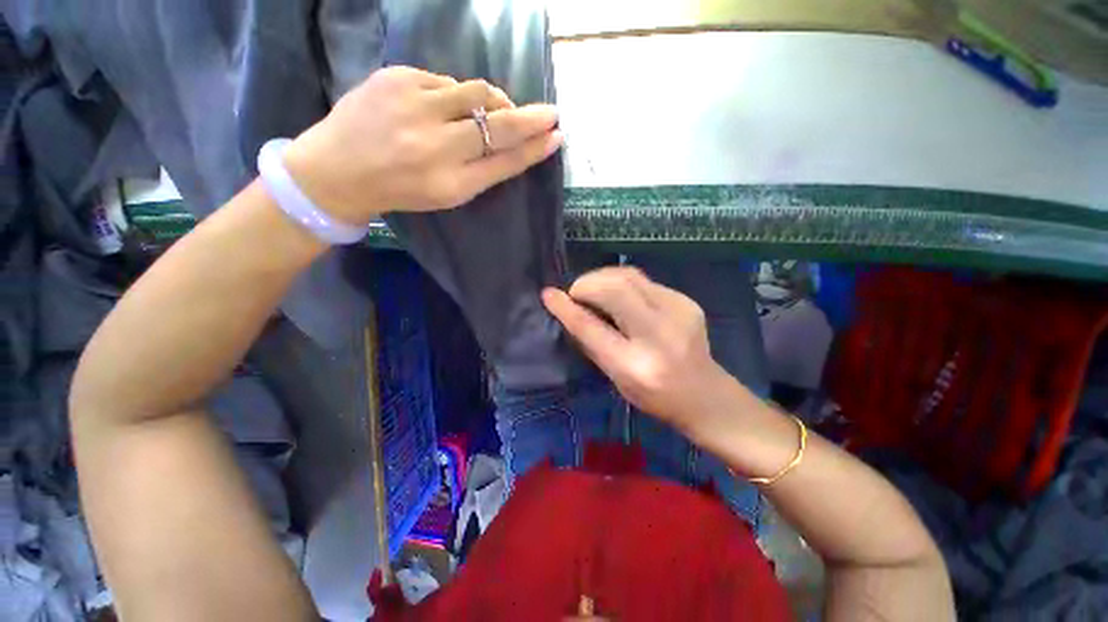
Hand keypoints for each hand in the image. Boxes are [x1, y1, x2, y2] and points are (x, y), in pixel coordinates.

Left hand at [283, 66, 562, 224]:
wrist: (337, 170)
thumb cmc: (402, 190)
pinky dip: (457, 95)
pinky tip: (447, 108)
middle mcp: (435, 145)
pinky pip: (445, 81)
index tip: (556, 136)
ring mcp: (413, 105)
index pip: (504, 161)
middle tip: (549, 114)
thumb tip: (520, 145)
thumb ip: (486, 171)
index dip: (533, 148)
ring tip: (494, 112)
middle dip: (529, 118)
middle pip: (497, 124)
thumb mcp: (449, 193)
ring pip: (476, 92)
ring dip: (494, 101)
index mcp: (450, 183)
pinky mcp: (395, 77)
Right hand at [542, 267, 732, 433]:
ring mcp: (678, 312)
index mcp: (636, 366)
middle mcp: (659, 334)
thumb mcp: (616, 378)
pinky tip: (619, 296)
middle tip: (576, 293)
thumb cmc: (655, 396)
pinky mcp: (686, 300)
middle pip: (614, 288)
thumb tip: (570, 311)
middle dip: (586, 284)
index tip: (549, 294)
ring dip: (602, 278)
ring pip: (629, 276)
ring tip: (593, 290)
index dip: (567, 308)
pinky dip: (622, 283)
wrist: (706, 395)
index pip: (593, 328)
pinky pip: (643, 281)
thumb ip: (592, 343)